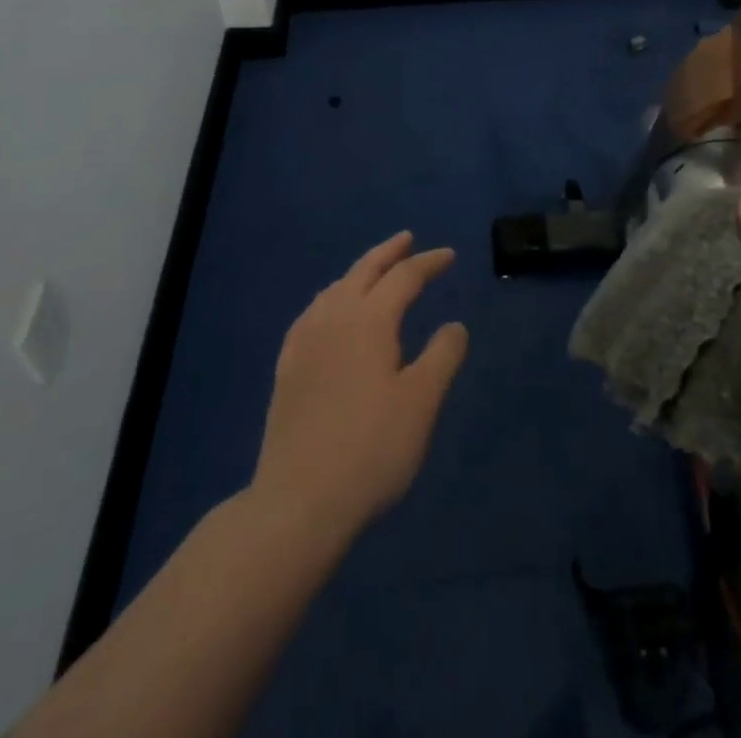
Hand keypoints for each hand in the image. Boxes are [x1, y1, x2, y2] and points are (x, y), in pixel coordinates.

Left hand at [252, 232, 468, 541]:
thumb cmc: (372, 448)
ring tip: (373, 271)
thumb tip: (454, 325)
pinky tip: (329, 313)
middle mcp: (333, 319)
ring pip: (334, 289)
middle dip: (388, 253)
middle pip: (363, 271)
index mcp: (369, 320)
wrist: (298, 501)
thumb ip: (442, 356)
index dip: (428, 263)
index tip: (449, 256)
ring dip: (358, 272)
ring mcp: (304, 342)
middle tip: (407, 239)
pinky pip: (312, 313)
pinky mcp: (287, 368)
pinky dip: (331, 298)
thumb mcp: (421, 402)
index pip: (403, 277)